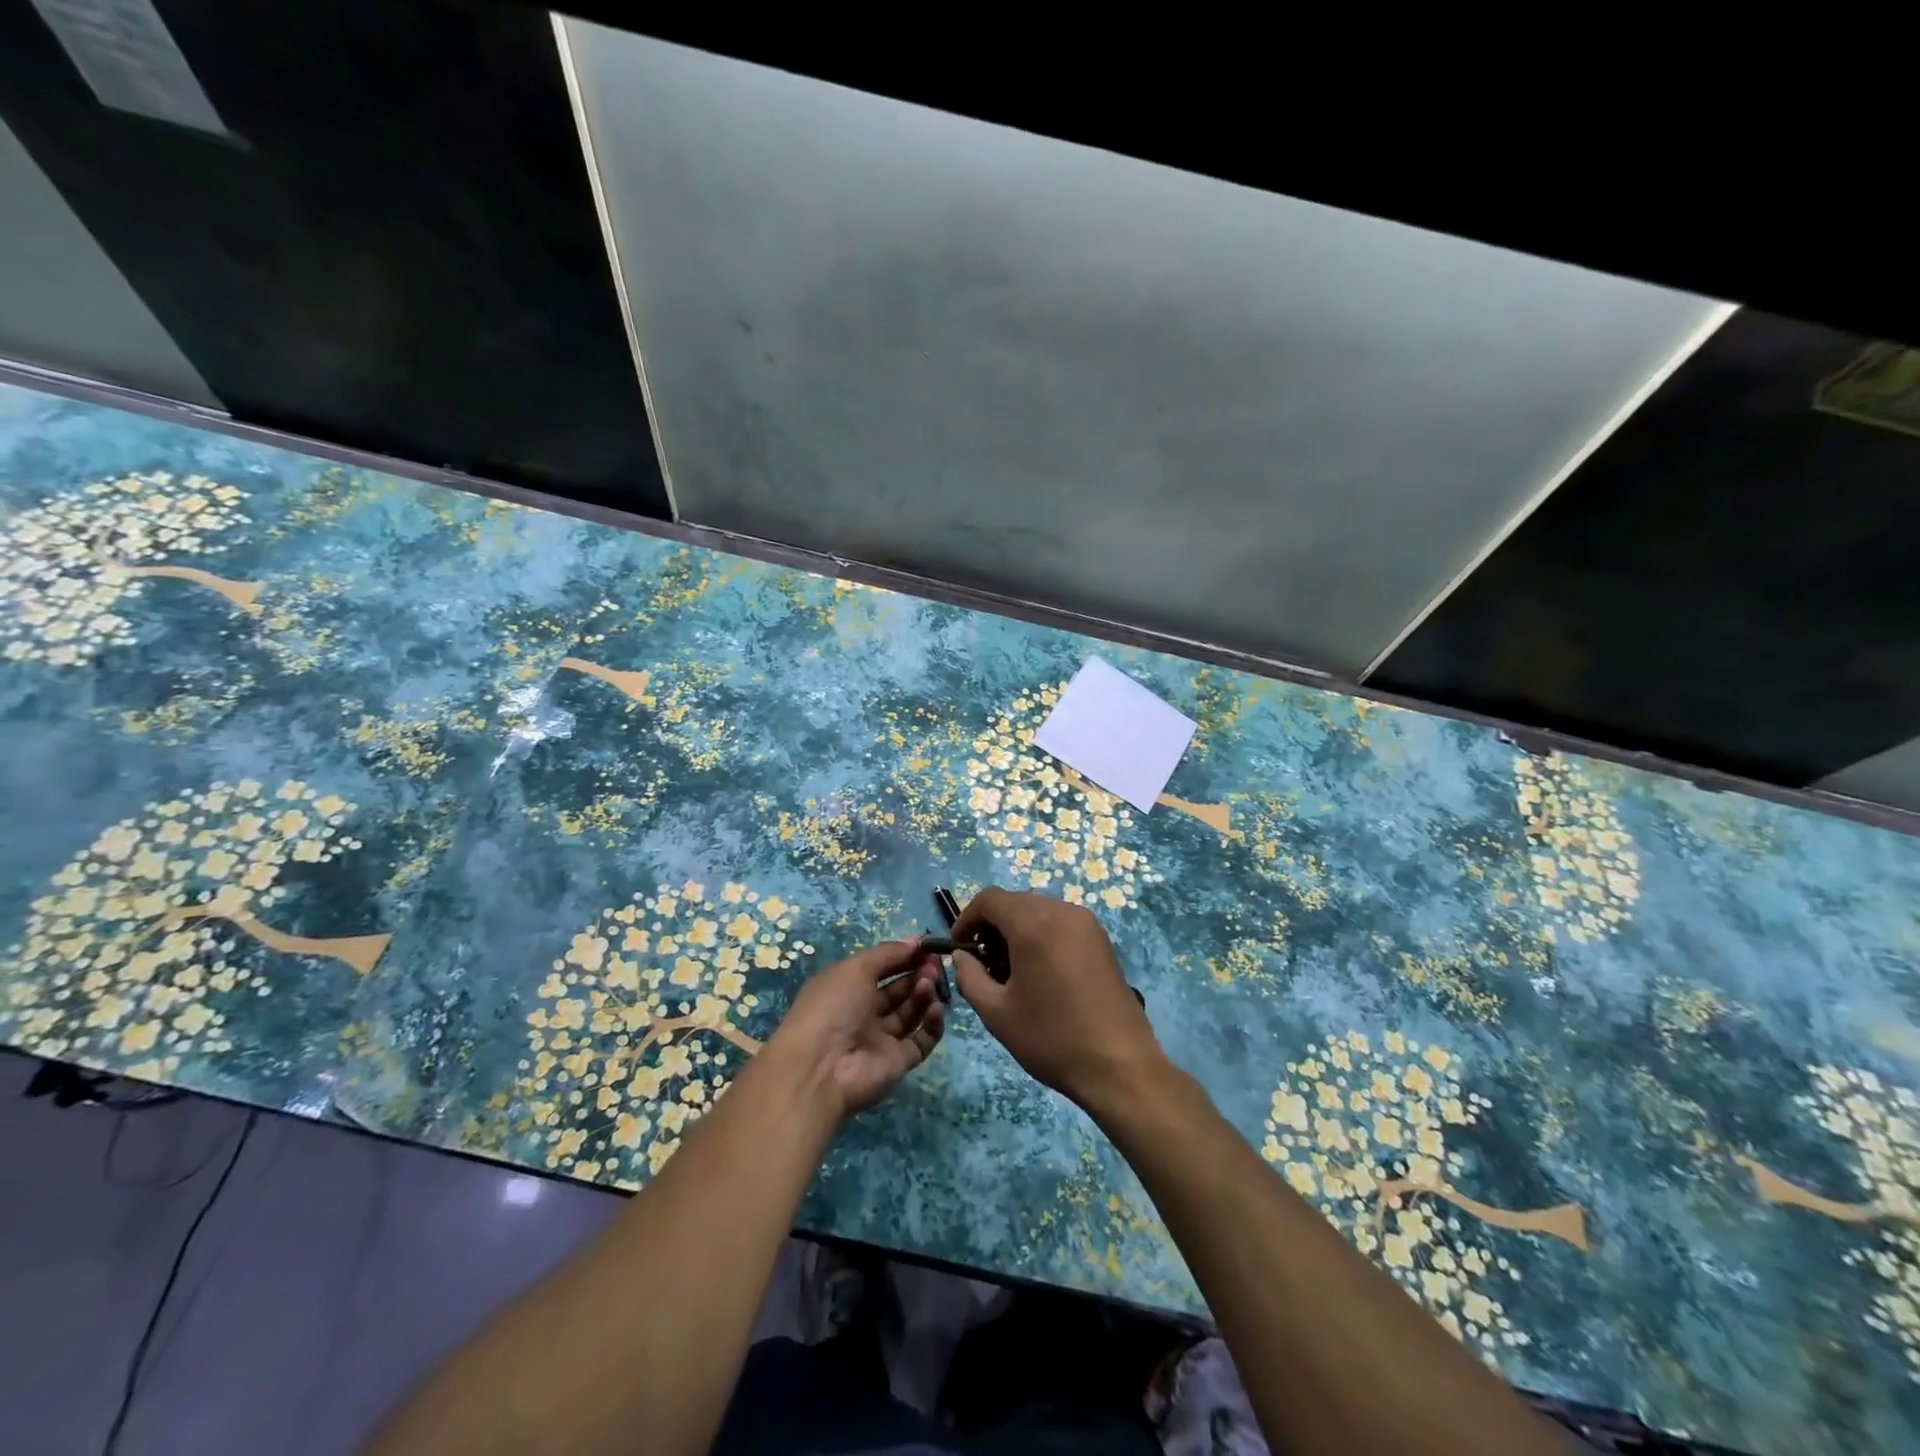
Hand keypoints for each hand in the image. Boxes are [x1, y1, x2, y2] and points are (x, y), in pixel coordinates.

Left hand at [769, 939, 947, 1119]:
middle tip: (935, 964)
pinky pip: (922, 1039)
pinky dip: (932, 1023)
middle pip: (899, 991)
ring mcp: (882, 1039)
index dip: (903, 957)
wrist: (821, 1069)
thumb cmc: (833, 1007)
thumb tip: (917, 940)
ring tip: (930, 983)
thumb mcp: (856, 968)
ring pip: (911, 1013)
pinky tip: (936, 1008)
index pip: (882, 969)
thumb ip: (889, 953)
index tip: (927, 947)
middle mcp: (864, 1013)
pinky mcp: (899, 1061)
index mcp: (847, 989)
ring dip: (924, 994)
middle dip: (918, 974)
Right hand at [951, 887, 1165, 1110]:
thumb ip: (970, 977)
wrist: (1120, 1065)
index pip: (990, 899)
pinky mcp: (1102, 939)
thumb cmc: (1052, 1038)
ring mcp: (1086, 923)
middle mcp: (1062, 912)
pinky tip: (1041, 971)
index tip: (960, 947)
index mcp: (1033, 924)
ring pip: (1039, 910)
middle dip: (992, 925)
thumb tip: (961, 956)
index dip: (967, 918)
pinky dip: (1042, 934)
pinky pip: (1061, 922)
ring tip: (1012, 970)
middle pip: (1015, 901)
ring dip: (1018, 929)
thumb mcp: (997, 1013)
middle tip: (983, 962)